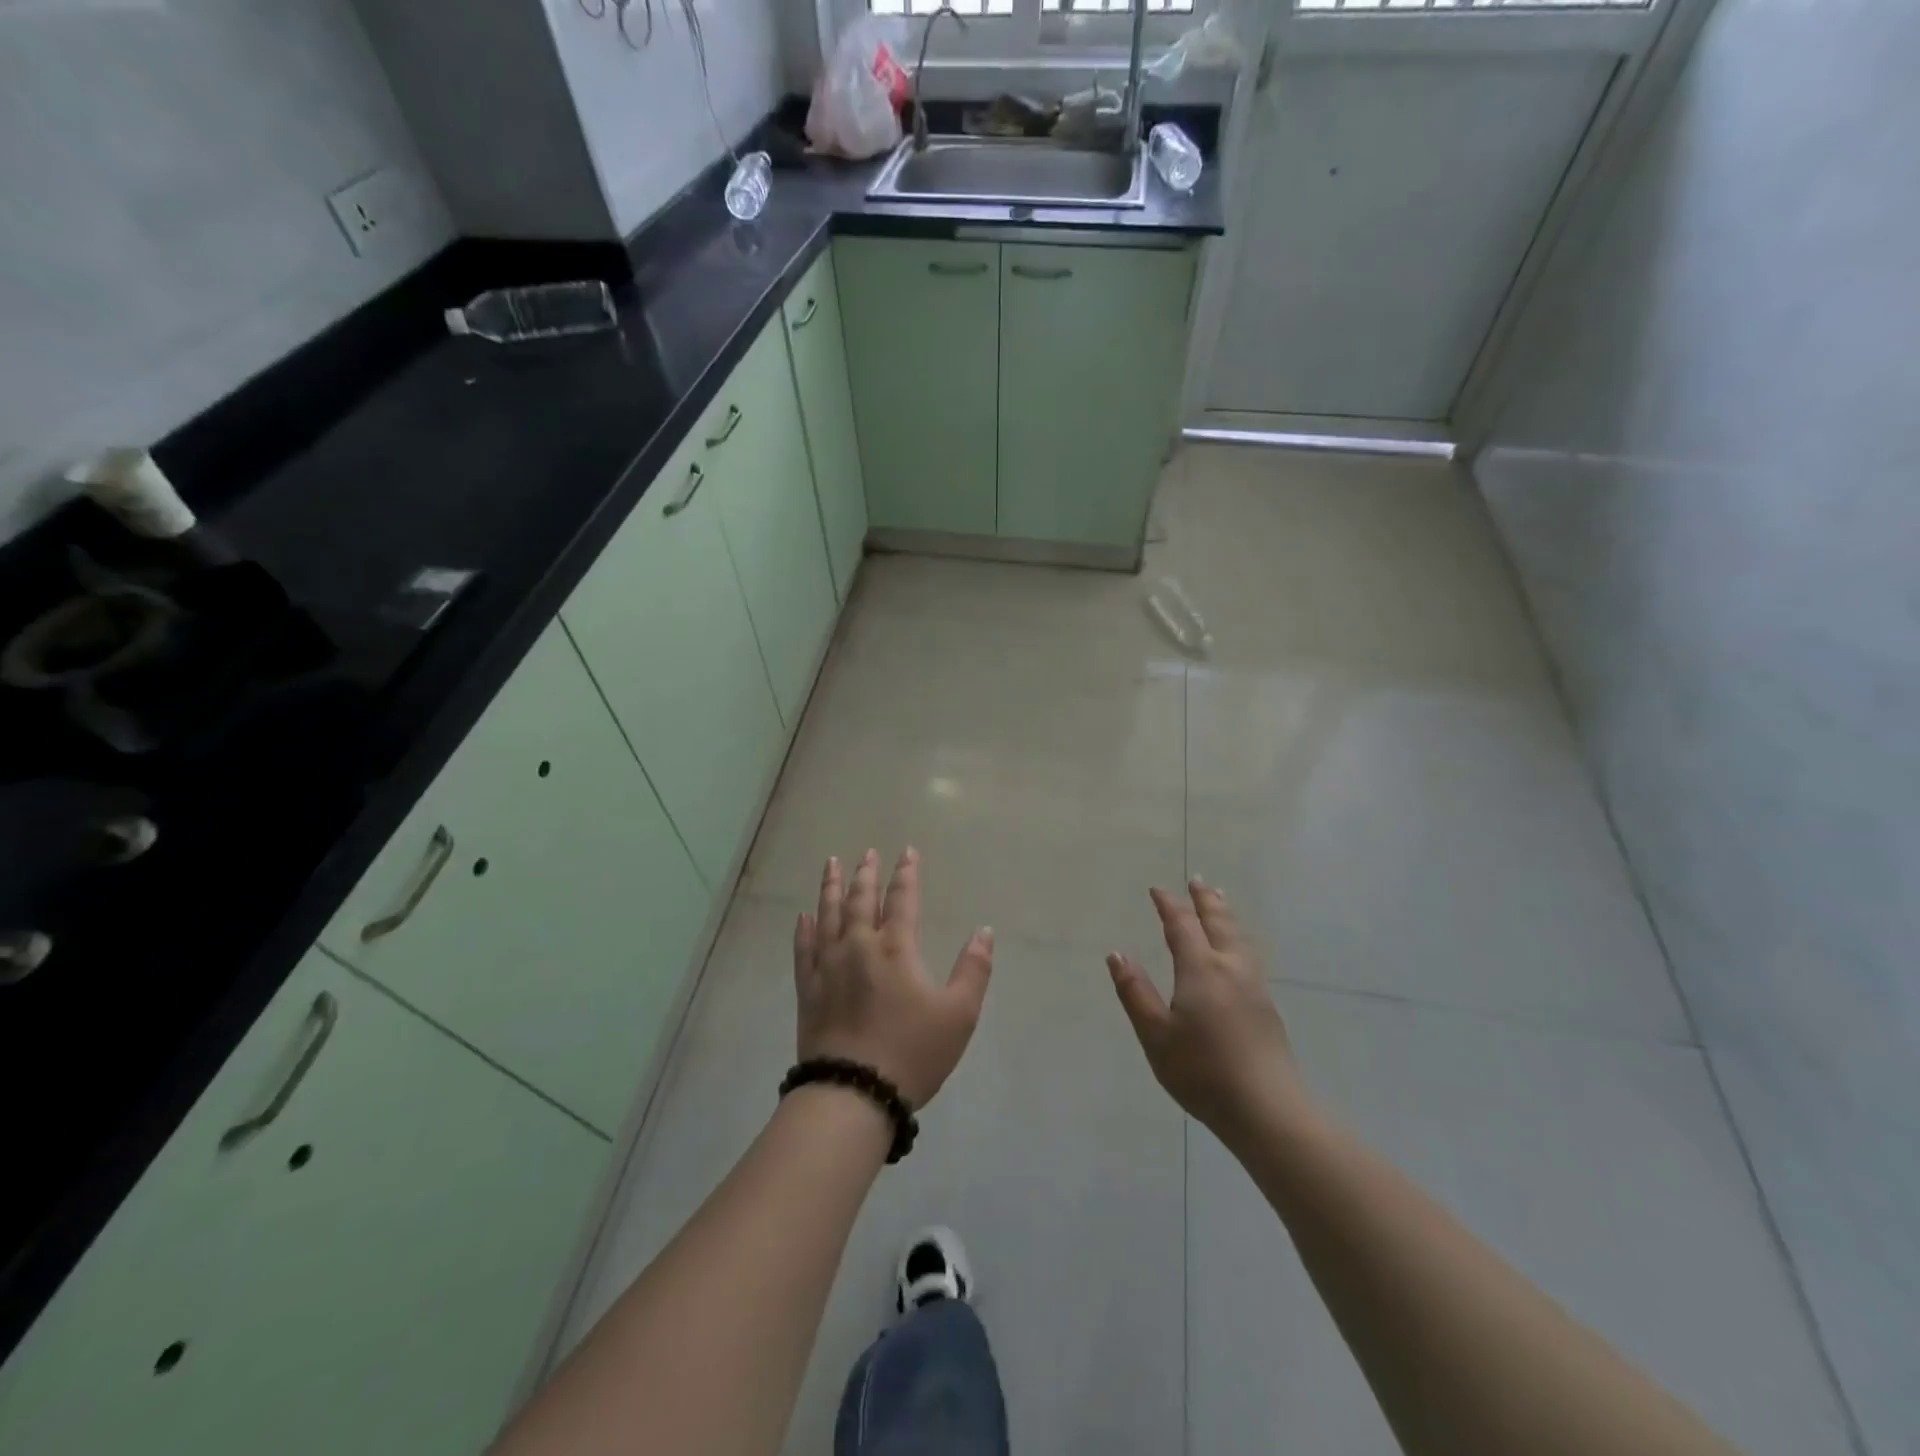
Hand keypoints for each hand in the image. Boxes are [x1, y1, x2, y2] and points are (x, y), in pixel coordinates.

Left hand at [793, 848, 993, 1109]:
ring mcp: (828, 967)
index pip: (902, 900)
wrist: (853, 1093)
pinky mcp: (808, 990)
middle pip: (861, 901)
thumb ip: (973, 970)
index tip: (906, 852)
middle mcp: (858, 947)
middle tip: (867, 853)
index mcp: (896, 949)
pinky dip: (804, 929)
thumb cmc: (912, 1053)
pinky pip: (804, 949)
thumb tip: (984, 931)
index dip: (906, 874)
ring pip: (828, 915)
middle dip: (866, 874)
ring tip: (832, 864)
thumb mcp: (958, 1015)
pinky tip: (804, 916)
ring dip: (832, 888)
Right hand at [1107, 879, 1311, 1144]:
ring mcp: (1254, 986)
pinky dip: (1238, 936)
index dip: (1169, 905)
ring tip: (1220, 900)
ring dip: (1226, 914)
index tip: (1157, 890)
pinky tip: (1238, 949)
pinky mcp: (1267, 1006)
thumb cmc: (1202, 1072)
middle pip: (1218, 923)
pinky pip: (1249, 953)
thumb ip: (1135, 992)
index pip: (1182, 926)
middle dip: (1205, 900)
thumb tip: (1116, 954)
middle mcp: (1230, 968)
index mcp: (1201, 970)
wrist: (1267, 1109)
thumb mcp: (1156, 1035)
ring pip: (1239, 937)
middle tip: (1197, 881)